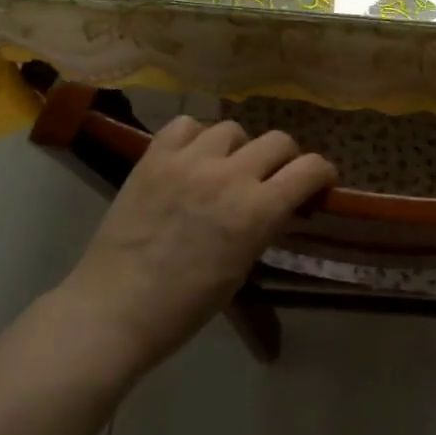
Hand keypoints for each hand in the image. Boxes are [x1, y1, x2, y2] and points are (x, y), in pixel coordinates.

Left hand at [57, 117, 335, 378]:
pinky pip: (186, 125)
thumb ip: (266, 225)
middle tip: (272, 177)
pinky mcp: (155, 157)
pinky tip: (191, 158)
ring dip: (238, 148)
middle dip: (285, 159)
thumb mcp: (243, 266)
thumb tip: (282, 203)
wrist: (113, 309)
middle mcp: (229, 176)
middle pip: (278, 140)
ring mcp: (189, 161)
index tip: (319, 181)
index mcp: (257, 211)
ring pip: (233, 129)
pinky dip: (195, 137)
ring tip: (225, 167)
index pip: (310, 168)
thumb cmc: (185, 306)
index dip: (322, 172)